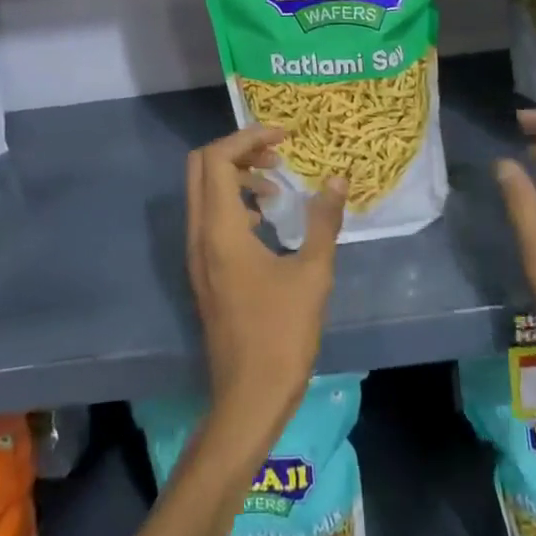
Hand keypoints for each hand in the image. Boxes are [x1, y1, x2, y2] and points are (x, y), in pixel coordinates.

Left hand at [186, 126, 345, 451]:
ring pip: (203, 192)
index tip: (285, 136)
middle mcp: (199, 236)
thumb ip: (324, 221)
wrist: (248, 399)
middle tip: (277, 152)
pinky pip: (210, 217)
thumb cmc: (282, 335)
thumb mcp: (313, 274)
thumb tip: (338, 179)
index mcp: (220, 230)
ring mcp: (198, 256)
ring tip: (277, 184)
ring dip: (236, 175)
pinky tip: (266, 220)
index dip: (248, 137)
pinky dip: (233, 202)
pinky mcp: (205, 272)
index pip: (217, 158)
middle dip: (238, 150)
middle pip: (201, 168)